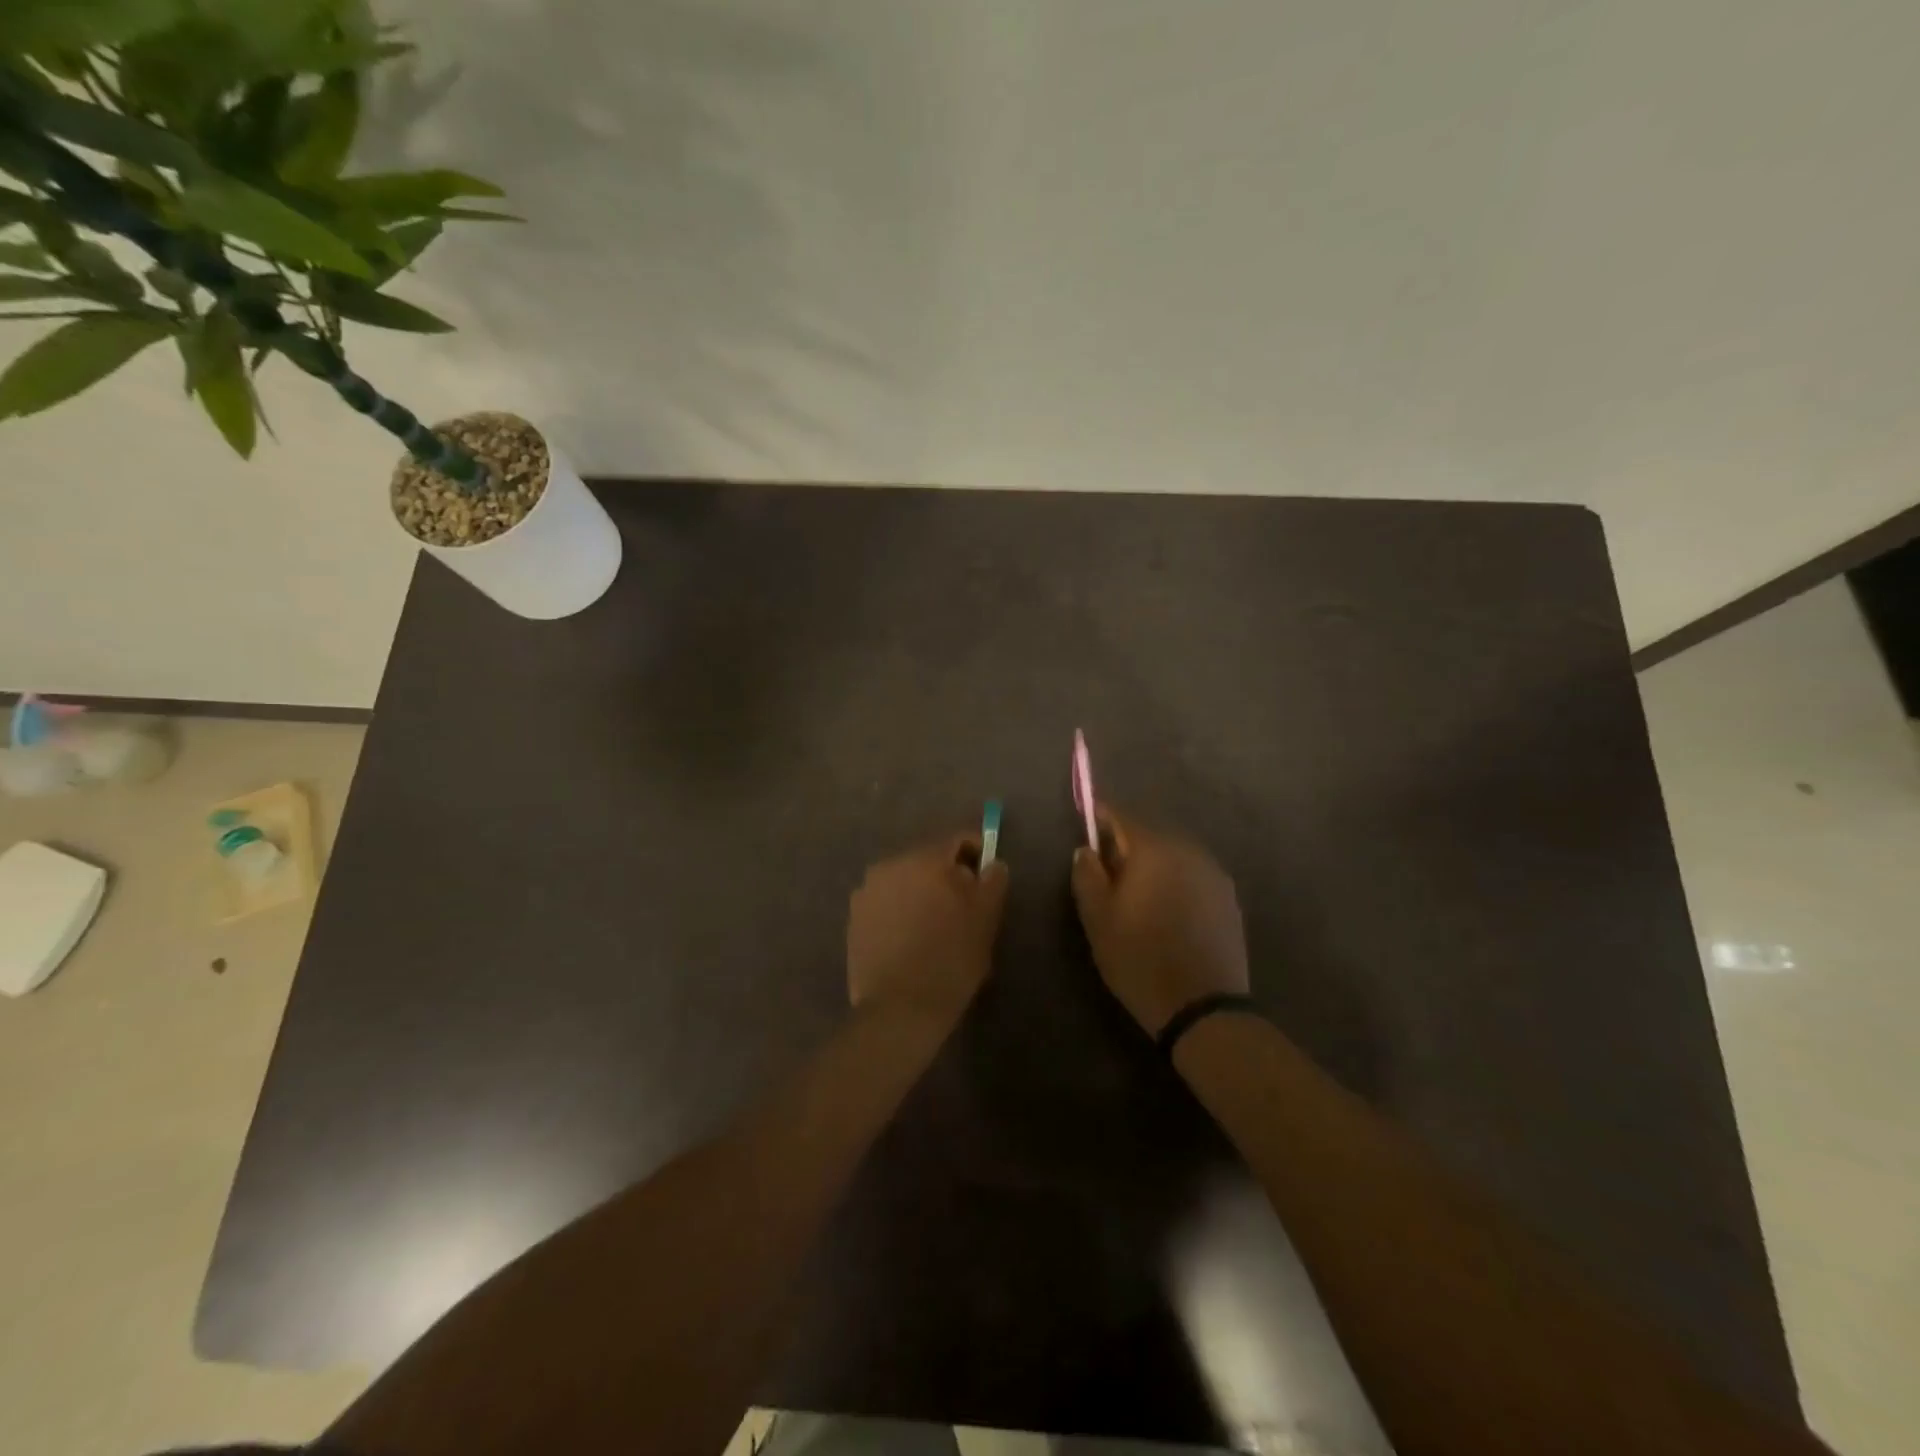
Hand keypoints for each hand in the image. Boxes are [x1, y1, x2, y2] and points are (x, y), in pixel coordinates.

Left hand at [847, 835, 1009, 1022]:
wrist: (900, 1009)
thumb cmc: (951, 959)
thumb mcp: (986, 919)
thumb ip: (993, 881)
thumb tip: (992, 864)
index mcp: (924, 860)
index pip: (957, 841)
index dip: (977, 854)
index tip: (986, 877)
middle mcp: (890, 866)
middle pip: (928, 860)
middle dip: (946, 876)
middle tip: (963, 907)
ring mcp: (867, 892)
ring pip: (905, 881)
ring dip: (921, 893)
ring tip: (934, 926)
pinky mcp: (854, 918)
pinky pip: (886, 903)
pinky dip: (900, 911)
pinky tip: (910, 939)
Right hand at [1071, 809, 1248, 1035]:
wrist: (1203, 1008)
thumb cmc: (1139, 958)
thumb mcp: (1098, 919)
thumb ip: (1087, 875)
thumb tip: (1086, 849)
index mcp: (1154, 850)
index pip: (1122, 817)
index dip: (1101, 817)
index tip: (1087, 823)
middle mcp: (1188, 851)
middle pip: (1150, 835)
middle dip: (1127, 845)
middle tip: (1107, 870)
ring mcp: (1214, 874)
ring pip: (1174, 856)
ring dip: (1154, 865)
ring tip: (1137, 894)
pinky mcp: (1229, 899)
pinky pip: (1193, 876)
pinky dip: (1176, 882)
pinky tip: (1167, 911)